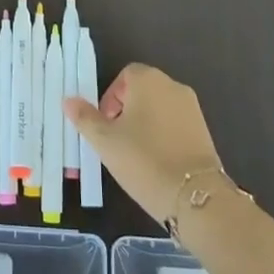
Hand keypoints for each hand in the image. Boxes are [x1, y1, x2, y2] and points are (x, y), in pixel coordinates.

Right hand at [65, 64, 224, 224]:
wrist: (195, 197)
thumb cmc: (144, 160)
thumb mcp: (105, 142)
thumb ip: (85, 118)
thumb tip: (68, 100)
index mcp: (148, 80)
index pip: (125, 76)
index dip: (111, 98)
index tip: (105, 125)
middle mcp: (173, 86)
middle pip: (142, 90)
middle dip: (126, 111)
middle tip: (116, 141)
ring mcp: (192, 108)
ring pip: (159, 108)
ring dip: (145, 124)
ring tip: (135, 154)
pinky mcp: (205, 130)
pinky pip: (175, 124)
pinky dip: (163, 135)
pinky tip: (157, 161)